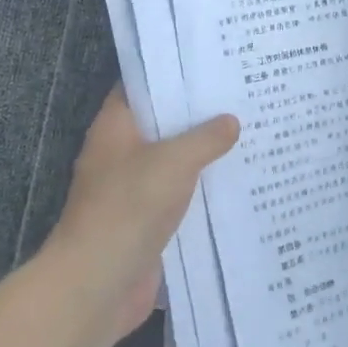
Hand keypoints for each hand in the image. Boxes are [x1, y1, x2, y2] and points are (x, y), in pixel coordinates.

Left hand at [45, 87, 238, 345]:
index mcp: (115, 127)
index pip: (141, 86)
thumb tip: (231, 122)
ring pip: (173, 162)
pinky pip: (179, 197)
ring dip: (204, 155)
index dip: (171, 73)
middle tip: (241, 96)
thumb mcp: (174, 161)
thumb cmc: (129, 207)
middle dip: (197, 114)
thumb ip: (206, 138)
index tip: (209, 63)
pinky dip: (202, 191)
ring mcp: (132, 190)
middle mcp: (121, 154)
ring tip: (249, 135)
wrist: (98, 284)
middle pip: (161, 124)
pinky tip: (238, 183)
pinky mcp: (147, 222)